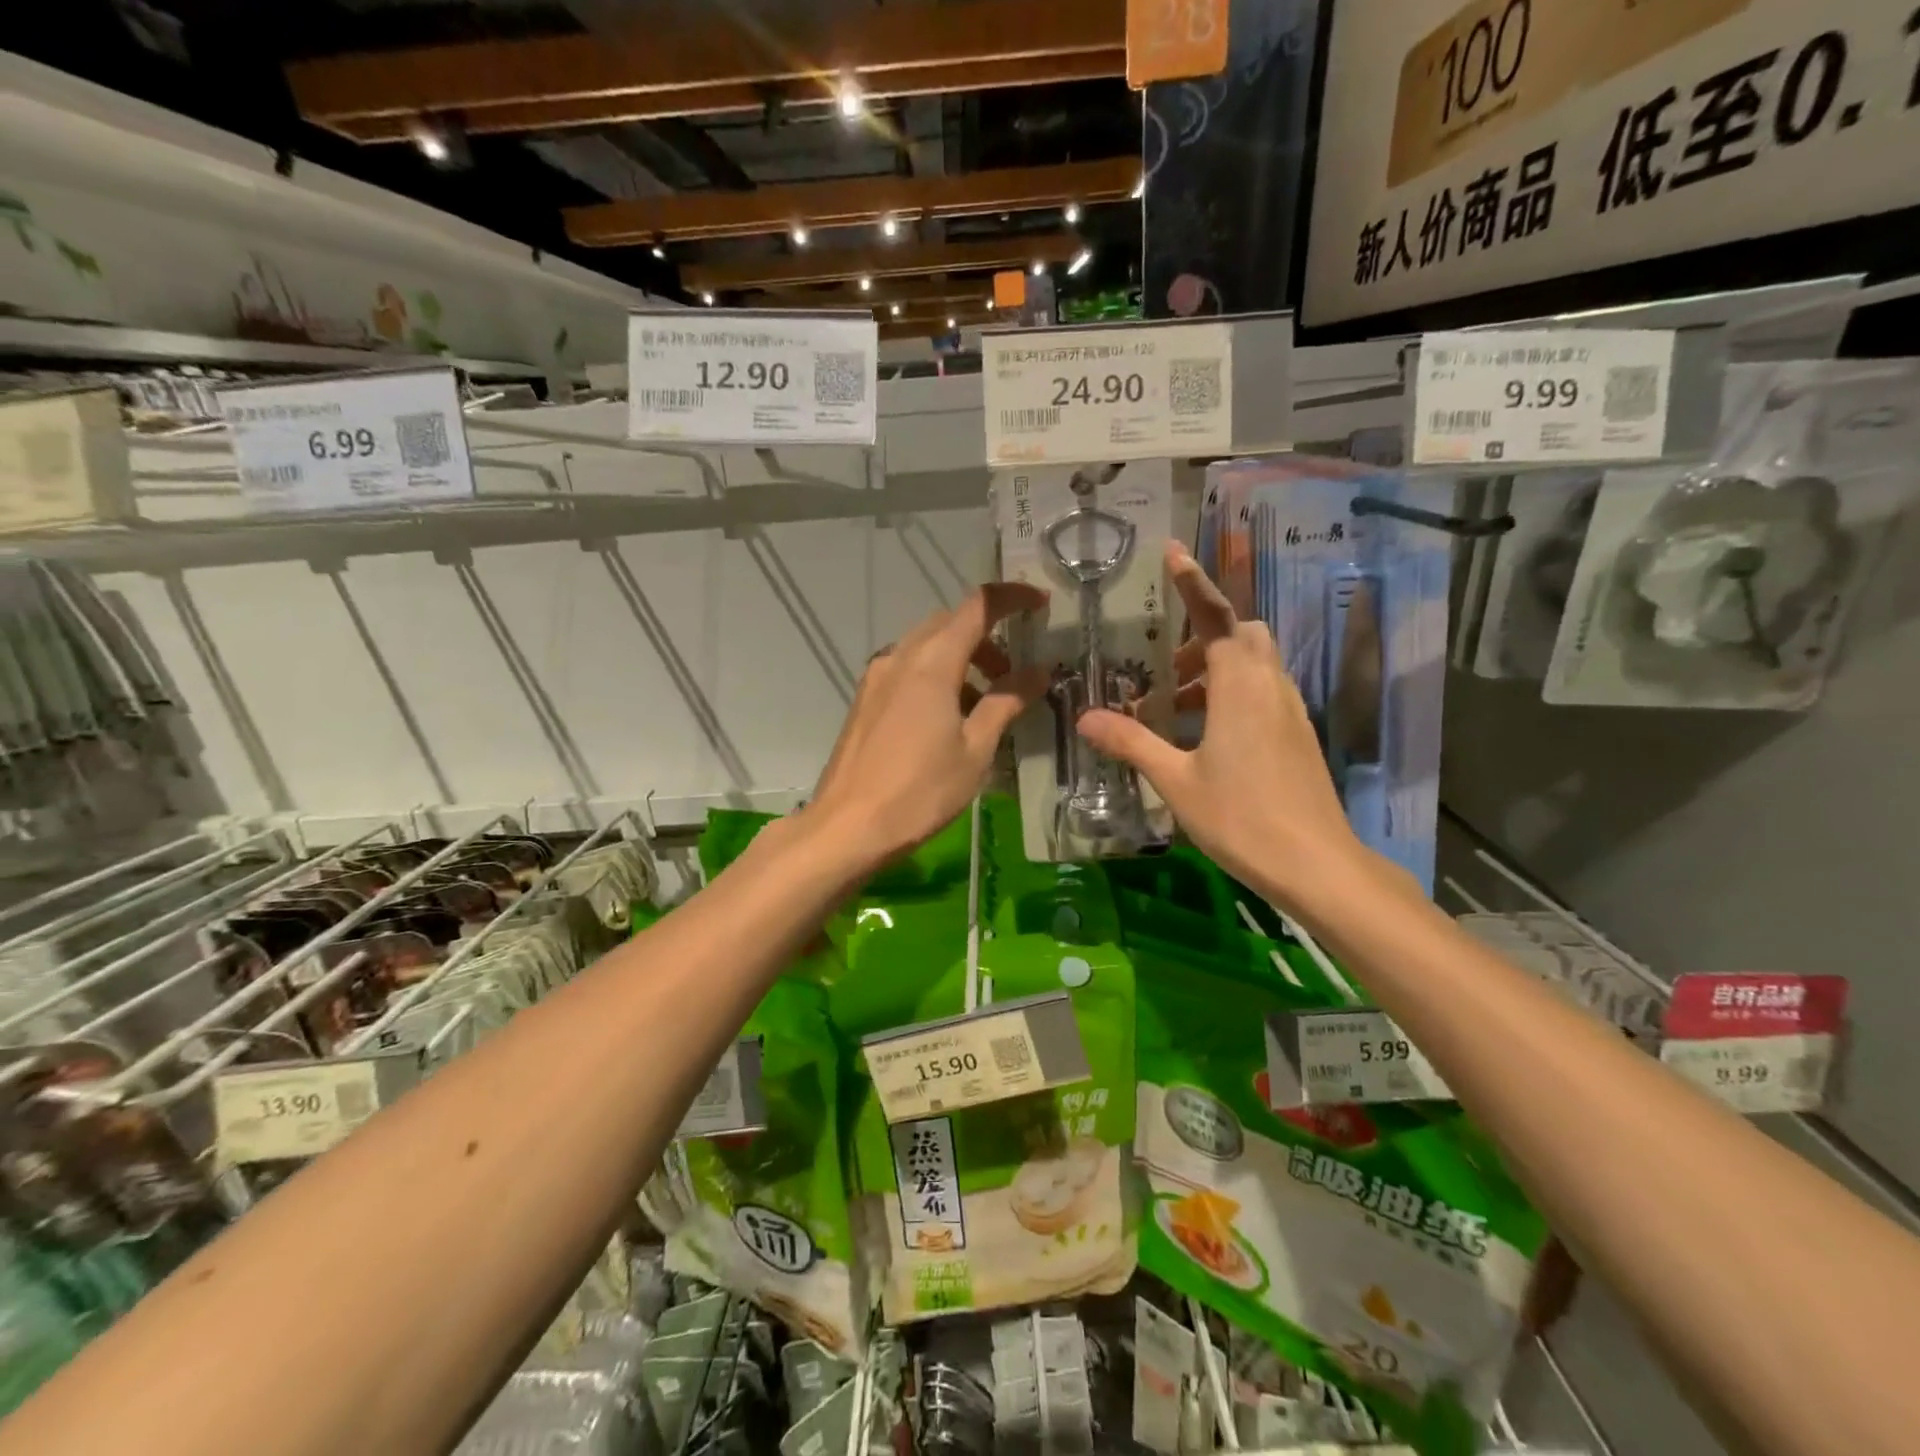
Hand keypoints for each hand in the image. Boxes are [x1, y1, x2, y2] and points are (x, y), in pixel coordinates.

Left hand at [809, 583, 1048, 866]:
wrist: (847, 827)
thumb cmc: (919, 792)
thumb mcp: (975, 750)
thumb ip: (1006, 702)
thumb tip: (1038, 670)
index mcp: (931, 662)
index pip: (977, 606)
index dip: (1012, 597)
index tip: (1041, 604)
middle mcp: (899, 657)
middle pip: (949, 623)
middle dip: (987, 636)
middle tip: (1014, 672)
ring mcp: (876, 677)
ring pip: (925, 646)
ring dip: (961, 658)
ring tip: (985, 702)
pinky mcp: (865, 700)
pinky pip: (907, 669)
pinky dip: (936, 675)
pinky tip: (948, 718)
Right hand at [1077, 542, 1367, 912]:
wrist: (1316, 864)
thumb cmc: (1240, 817)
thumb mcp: (1176, 780)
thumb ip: (1132, 743)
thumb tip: (1086, 717)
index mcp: (1240, 686)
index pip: (1216, 617)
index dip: (1193, 582)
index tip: (1173, 551)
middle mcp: (1270, 686)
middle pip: (1242, 634)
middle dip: (1204, 635)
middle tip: (1166, 665)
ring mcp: (1290, 710)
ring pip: (1255, 665)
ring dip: (1215, 670)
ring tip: (1173, 707)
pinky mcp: (1298, 735)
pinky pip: (1263, 692)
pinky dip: (1232, 694)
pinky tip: (1205, 735)